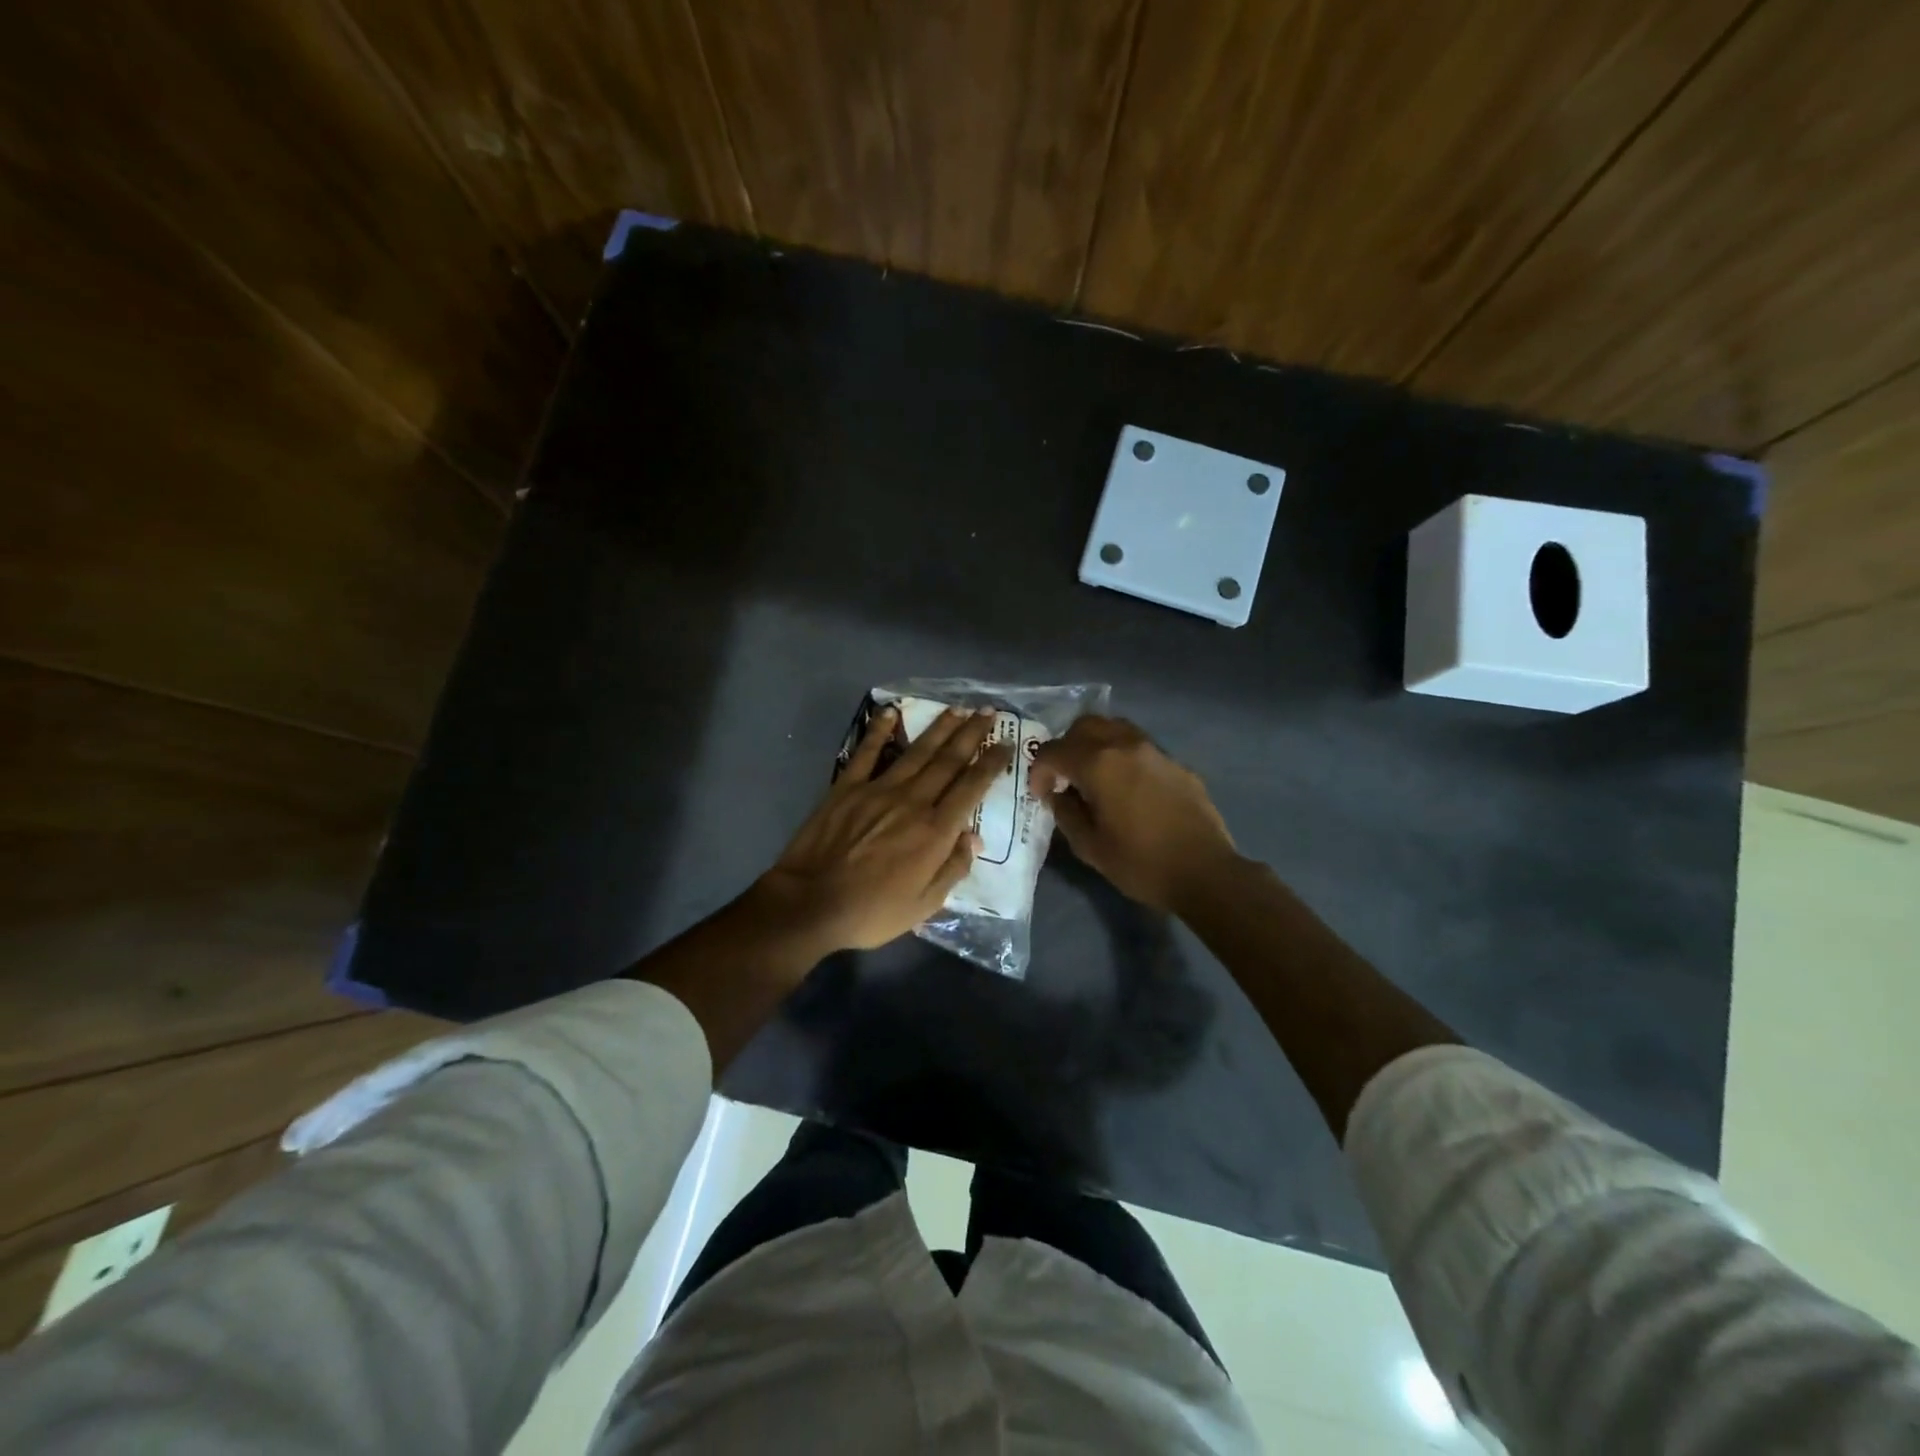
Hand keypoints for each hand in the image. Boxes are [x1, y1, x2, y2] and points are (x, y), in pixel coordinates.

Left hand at [753, 703, 1012, 955]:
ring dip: (939, 728)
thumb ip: (952, 868)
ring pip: (916, 751)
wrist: (811, 904)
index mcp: (935, 830)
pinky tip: (890, 712)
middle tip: (988, 712)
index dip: (991, 763)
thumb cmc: (872, 911)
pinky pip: (866, 752)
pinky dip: (879, 730)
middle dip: (971, 734)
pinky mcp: (847, 787)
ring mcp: (878, 789)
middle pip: (948, 760)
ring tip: (957, 709)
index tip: (1006, 745)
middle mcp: (913, 801)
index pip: (971, 788)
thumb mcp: (924, 905)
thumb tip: (974, 838)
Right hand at [1030, 716, 1236, 912]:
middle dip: (1066, 747)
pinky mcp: (1176, 763)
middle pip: (1084, 726)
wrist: (1205, 872)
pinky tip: (1127, 787)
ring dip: (1095, 745)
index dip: (1039, 771)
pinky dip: (1122, 756)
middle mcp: (1125, 745)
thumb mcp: (1089, 846)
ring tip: (1093, 776)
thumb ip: (1066, 812)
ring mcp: (1155, 750)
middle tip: (1063, 777)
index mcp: (1099, 764)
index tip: (1041, 794)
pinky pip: (1140, 746)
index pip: (1053, 751)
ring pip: (1114, 728)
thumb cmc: (1141, 863)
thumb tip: (1057, 794)